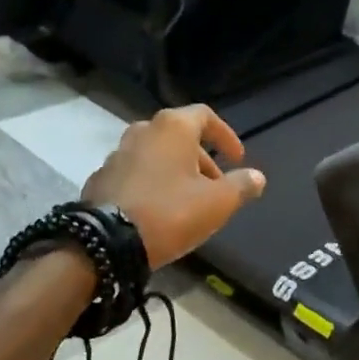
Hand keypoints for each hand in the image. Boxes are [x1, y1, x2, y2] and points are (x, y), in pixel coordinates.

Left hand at [83, 105, 266, 268]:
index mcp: (173, 127)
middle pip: (180, 136)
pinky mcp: (100, 178)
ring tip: (190, 200)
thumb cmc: (169, 212)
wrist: (104, 243)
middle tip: (217, 186)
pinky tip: (160, 211)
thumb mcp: (217, 203)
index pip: (206, 116)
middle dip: (203, 159)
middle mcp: (143, 131)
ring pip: (157, 155)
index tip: (237, 158)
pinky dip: (153, 183)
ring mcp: (117, 154)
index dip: (226, 136)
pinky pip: (136, 173)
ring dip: (177, 171)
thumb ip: (241, 185)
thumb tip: (258, 176)